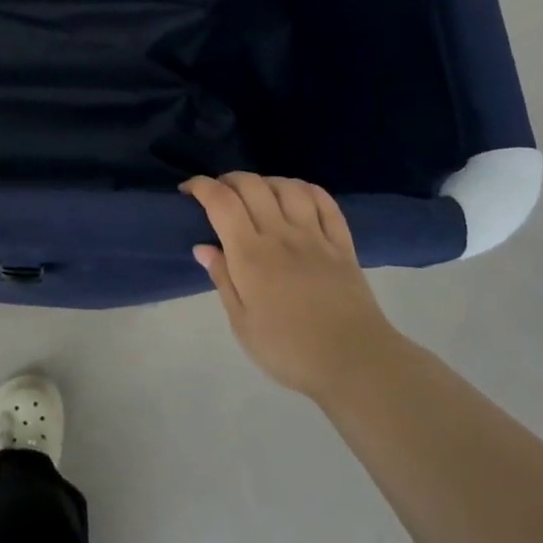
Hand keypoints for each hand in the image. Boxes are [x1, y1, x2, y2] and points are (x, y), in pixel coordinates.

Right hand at [181, 173, 395, 403]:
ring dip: (266, 182)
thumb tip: (203, 247)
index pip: (221, 202)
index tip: (188, 190)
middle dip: (229, 179)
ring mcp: (315, 237)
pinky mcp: (342, 245)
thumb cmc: (288, 350)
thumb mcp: (242, 324)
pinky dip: (306, 190)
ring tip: (257, 193)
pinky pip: (325, 203)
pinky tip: (296, 195)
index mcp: (250, 255)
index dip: (201, 186)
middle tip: (219, 193)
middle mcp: (281, 235)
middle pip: (252, 186)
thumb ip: (223, 279)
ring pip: (288, 188)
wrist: (354, 363)